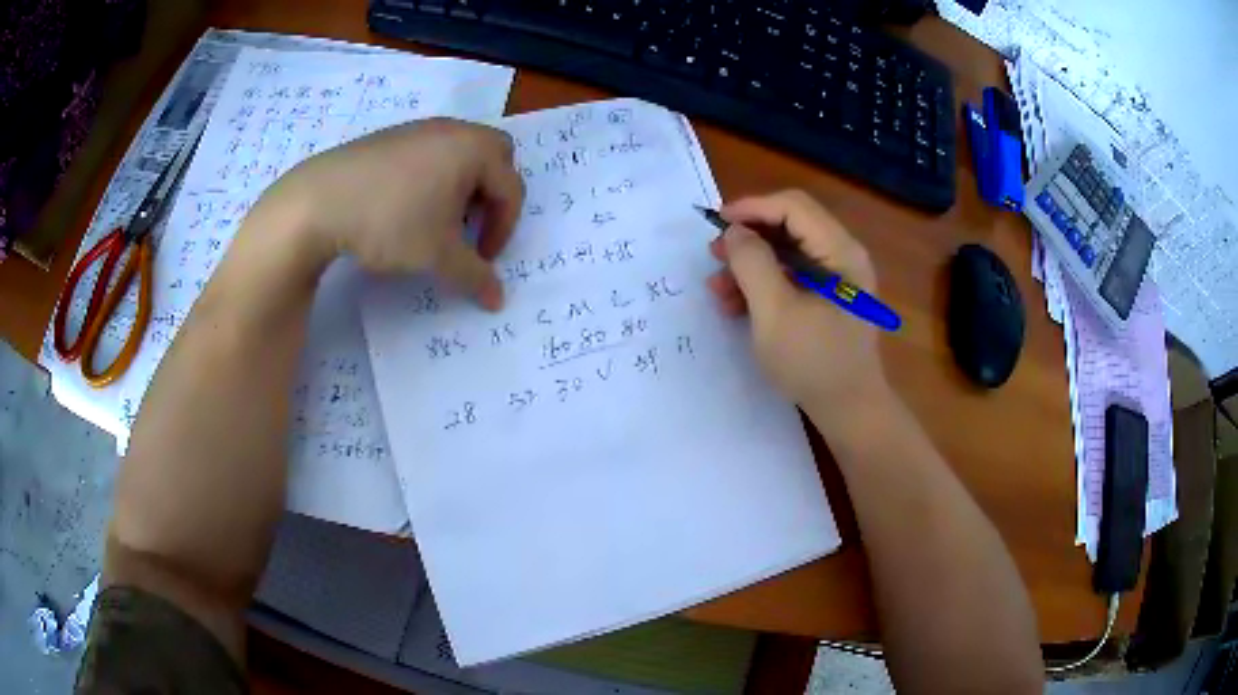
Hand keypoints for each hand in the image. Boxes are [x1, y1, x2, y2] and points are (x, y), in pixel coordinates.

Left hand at [253, 118, 523, 309]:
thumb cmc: (390, 221)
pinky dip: (433, 178)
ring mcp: (418, 129)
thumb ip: (474, 276)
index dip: (504, 230)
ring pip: (459, 153)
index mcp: (474, 149)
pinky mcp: (389, 137)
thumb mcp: (437, 256)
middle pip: (494, 157)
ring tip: (437, 220)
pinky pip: (429, 153)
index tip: (483, 261)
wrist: (318, 202)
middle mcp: (452, 130)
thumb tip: (497, 301)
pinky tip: (405, 206)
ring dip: (462, 187)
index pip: (510, 189)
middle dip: (491, 195)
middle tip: (470, 227)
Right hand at [707, 190, 887, 408]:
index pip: (793, 207)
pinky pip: (791, 277)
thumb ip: (752, 264)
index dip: (752, 208)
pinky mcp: (827, 299)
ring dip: (749, 265)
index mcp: (840, 252)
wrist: (849, 411)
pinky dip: (763, 285)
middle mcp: (842, 256)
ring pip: (786, 253)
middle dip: (748, 238)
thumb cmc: (814, 363)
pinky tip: (735, 306)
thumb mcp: (775, 313)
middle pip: (789, 226)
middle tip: (714, 255)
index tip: (716, 223)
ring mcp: (837, 279)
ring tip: (717, 290)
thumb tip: (735, 232)